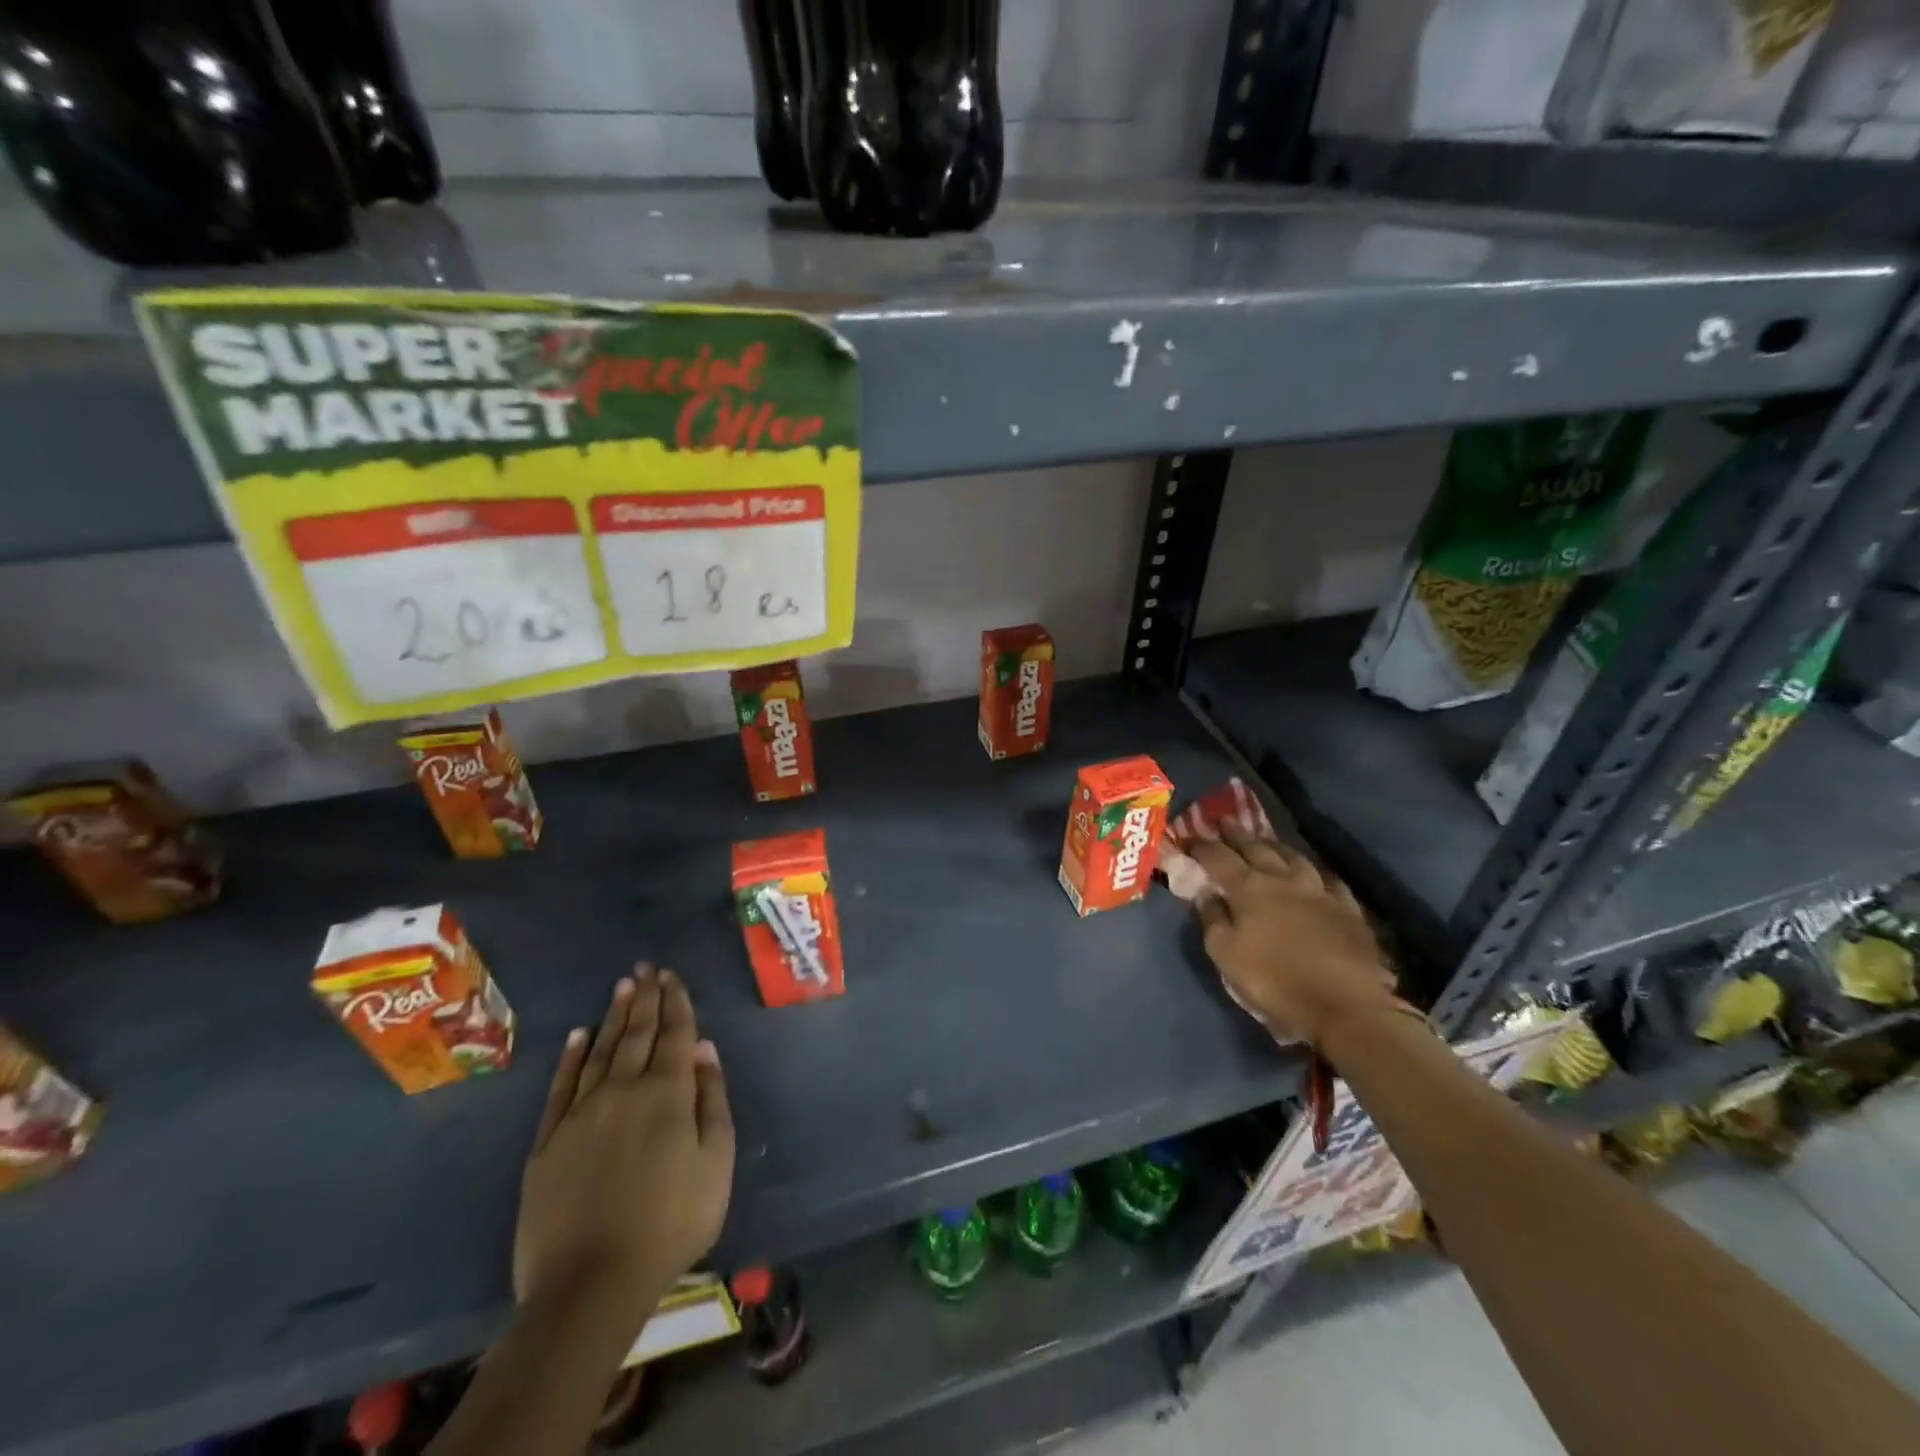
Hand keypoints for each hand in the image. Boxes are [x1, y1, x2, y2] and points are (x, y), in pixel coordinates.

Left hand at [514, 967, 734, 1325]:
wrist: (590, 1284)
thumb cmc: (671, 1223)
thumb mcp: (716, 1163)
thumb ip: (712, 1100)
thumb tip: (704, 1049)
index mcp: (668, 1094)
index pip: (675, 1034)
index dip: (676, 1003)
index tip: (673, 976)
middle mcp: (623, 1089)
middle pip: (638, 1034)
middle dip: (647, 998)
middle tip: (648, 968)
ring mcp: (581, 1113)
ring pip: (601, 1050)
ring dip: (614, 1016)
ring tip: (623, 986)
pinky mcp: (548, 1141)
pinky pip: (561, 1086)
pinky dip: (571, 1057)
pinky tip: (578, 1034)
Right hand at [1187, 825, 1400, 1046]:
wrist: (1347, 1005)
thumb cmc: (1275, 981)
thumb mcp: (1226, 956)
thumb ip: (1212, 920)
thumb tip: (1205, 893)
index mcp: (1249, 889)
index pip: (1218, 857)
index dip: (1201, 846)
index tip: (1187, 838)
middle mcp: (1283, 879)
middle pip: (1257, 848)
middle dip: (1237, 834)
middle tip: (1225, 822)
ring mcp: (1320, 891)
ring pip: (1294, 857)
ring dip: (1275, 845)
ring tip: (1266, 840)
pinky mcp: (1348, 909)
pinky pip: (1329, 880)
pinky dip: (1315, 872)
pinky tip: (1314, 874)